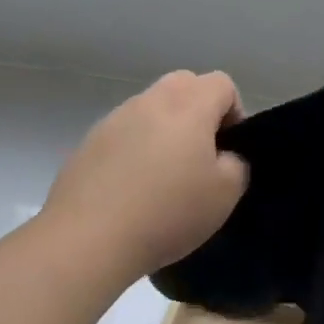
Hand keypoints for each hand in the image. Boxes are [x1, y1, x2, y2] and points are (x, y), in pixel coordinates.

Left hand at [44, 71, 249, 278]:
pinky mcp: (89, 141)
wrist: (87, 239)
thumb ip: (236, 164)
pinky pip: (124, 133)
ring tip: (162, 177)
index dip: (234, 112)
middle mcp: (152, 99)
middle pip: (185, 85)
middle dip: (198, 112)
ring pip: (152, 108)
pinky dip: (134, 149)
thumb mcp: (225, 194)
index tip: (228, 149)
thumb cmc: (167, 212)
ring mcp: (116, 117)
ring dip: (164, 130)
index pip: (222, 84)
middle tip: (199, 157)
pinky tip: (131, 189)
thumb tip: (223, 157)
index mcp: (189, 104)